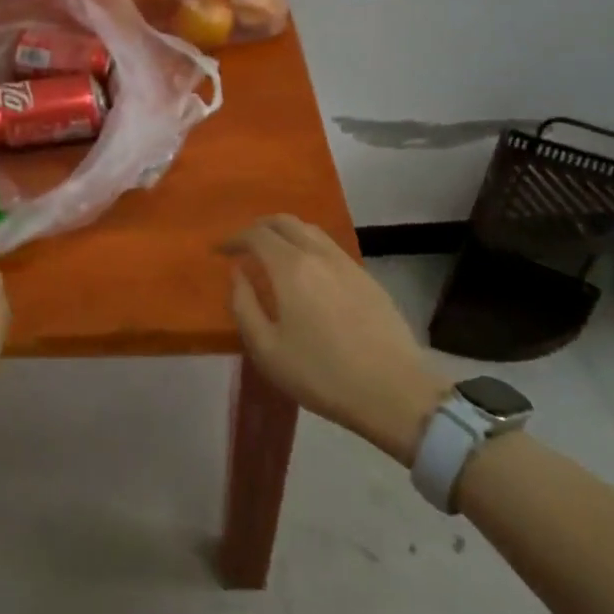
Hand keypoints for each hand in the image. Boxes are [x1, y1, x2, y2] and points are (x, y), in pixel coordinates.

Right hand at [223, 215, 450, 463]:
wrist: (393, 391)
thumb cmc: (321, 374)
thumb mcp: (266, 349)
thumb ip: (244, 305)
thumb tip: (238, 274)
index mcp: (291, 267)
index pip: (256, 234)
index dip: (234, 238)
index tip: (221, 251)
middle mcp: (319, 254)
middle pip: (285, 221)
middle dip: (259, 227)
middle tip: (244, 245)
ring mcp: (347, 263)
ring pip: (311, 230)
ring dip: (286, 233)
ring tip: (273, 254)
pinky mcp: (367, 278)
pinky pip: (330, 247)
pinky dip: (308, 246)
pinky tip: (307, 272)